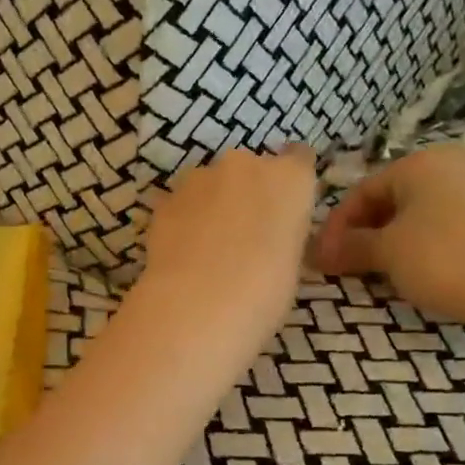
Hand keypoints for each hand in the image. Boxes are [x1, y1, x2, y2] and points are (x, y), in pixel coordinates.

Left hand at [138, 144, 317, 343]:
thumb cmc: (265, 293)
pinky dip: (184, 221)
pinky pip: (182, 205)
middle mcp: (245, 165)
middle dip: (247, 194)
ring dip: (212, 205)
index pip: (299, 159)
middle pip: (250, 170)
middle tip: (244, 236)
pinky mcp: (166, 199)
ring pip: (210, 184)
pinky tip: (183, 255)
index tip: (284, 208)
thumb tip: (269, 238)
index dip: (289, 184)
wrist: (198, 305)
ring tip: (208, 249)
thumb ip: (283, 234)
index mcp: (289, 179)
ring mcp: (200, 178)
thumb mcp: (292, 263)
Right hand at [314, 144, 464, 335]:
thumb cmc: (443, 260)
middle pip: (391, 198)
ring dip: (391, 241)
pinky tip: (417, 271)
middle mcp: (452, 165)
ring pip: (419, 213)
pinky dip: (422, 244)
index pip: (363, 189)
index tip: (322, 257)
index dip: (337, 225)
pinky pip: (445, 224)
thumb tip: (317, 253)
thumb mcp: (387, 253)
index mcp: (421, 162)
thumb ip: (350, 247)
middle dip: (364, 233)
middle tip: (347, 266)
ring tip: (378, 272)